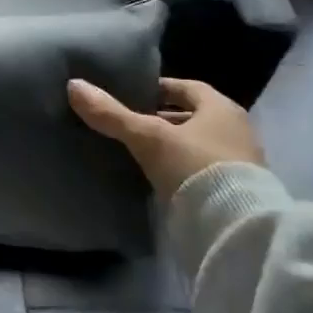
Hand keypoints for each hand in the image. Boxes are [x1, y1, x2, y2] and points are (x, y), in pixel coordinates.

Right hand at [67, 76, 263, 199]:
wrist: (234, 227)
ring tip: (136, 151)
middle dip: (162, 118)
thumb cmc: (195, 167)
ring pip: (195, 144)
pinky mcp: (233, 191)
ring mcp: (238, 163)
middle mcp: (235, 130)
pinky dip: (178, 169)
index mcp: (221, 108)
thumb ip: (112, 114)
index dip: (158, 88)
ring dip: (170, 146)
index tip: (131, 93)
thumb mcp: (148, 137)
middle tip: (128, 123)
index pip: (187, 87)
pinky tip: (154, 177)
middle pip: (192, 116)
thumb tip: (73, 86)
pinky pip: (199, 170)